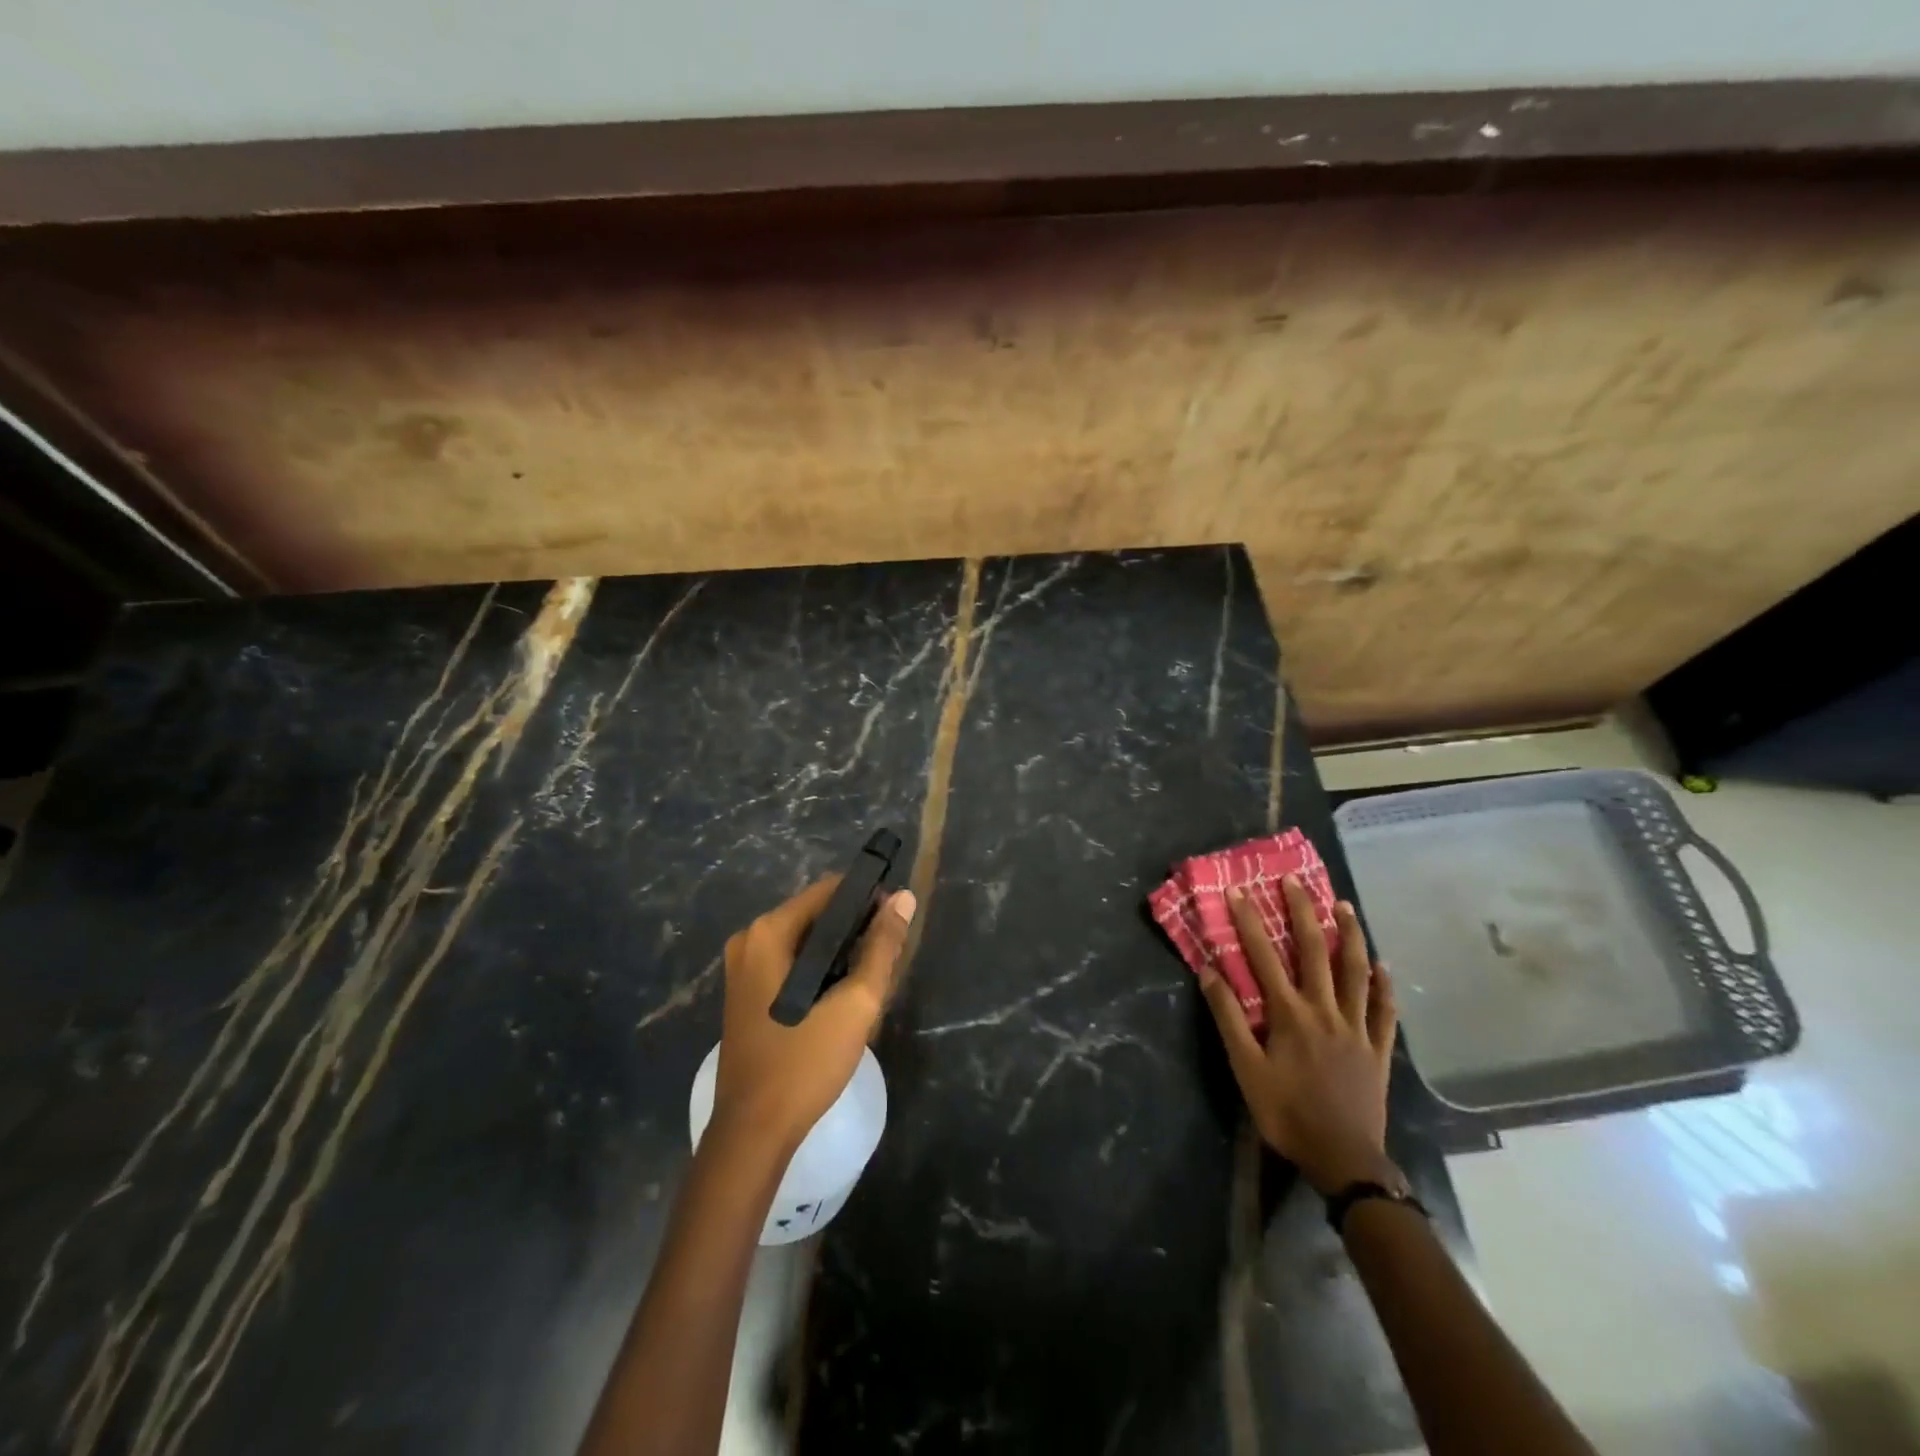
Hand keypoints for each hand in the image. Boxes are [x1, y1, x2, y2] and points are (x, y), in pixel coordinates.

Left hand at [710, 877, 915, 1157]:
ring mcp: (743, 967)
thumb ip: (882, 946)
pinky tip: (841, 997)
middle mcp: (749, 940)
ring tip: (869, 981)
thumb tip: (904, 898)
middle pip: (816, 914)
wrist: (753, 1133)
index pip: (829, 890)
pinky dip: (819, 969)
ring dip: (840, 953)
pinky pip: (791, 962)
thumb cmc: (805, 1062)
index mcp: (768, 933)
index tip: (895, 924)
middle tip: (885, 961)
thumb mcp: (855, 1003)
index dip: (867, 900)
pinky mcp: (746, 992)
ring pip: (806, 941)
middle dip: (854, 930)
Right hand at [1198, 874, 1401, 1194]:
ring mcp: (1357, 1028)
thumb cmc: (1287, 1113)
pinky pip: (1384, 1010)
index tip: (1238, 890)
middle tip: (1296, 881)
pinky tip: (1383, 965)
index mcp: (1290, 1014)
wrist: (1344, 1160)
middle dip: (1304, 913)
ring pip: (1355, 972)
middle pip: (1315, 952)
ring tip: (1345, 906)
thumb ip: (1229, 1018)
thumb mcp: (1246, 1069)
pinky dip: (1384, 986)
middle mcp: (1325, 1010)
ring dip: (1350, 936)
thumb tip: (1209, 972)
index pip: (1265, 957)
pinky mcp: (1378, 1049)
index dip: (1249, 921)